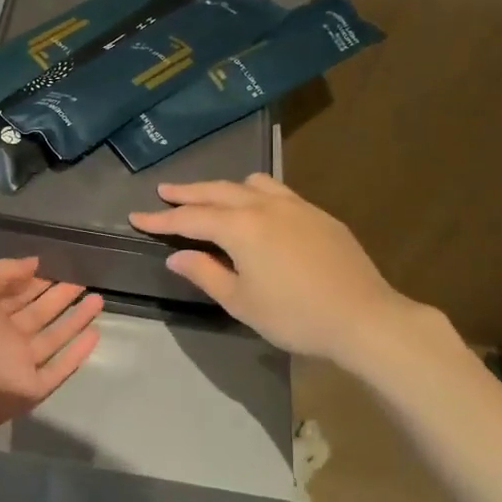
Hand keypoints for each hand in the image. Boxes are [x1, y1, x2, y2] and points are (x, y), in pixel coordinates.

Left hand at [0, 258, 103, 442]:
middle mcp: (5, 337)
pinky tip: (94, 334)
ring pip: (54, 338)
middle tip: (84, 280)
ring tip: (98, 300)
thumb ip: (1, 273)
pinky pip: (59, 368)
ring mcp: (19, 364)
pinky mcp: (31, 389)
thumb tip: (35, 262)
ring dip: (75, 320)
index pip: (17, 293)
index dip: (38, 279)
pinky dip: (76, 353)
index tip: (62, 264)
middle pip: (39, 313)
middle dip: (60, 296)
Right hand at [130, 174, 436, 363]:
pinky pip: (278, 191)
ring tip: (211, 197)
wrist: (364, 317)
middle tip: (164, 191)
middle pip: (217, 192)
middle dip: (187, 193)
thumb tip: (176, 256)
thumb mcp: (241, 302)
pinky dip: (255, 193)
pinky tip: (258, 209)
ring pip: (251, 184)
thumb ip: (205, 273)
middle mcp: (264, 206)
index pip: (190, 218)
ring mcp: (295, 206)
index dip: (161, 219)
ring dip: (224, 188)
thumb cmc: (294, 315)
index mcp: (240, 227)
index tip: (136, 217)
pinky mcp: (318, 214)